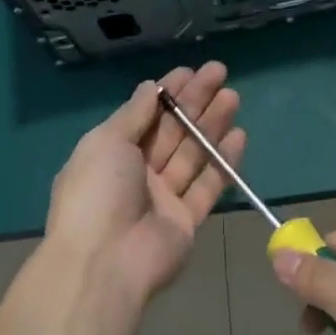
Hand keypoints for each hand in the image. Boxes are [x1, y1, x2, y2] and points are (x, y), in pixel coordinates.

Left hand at [45, 63, 244, 309]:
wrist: (105, 263)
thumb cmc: (97, 193)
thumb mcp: (106, 142)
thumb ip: (134, 114)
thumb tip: (150, 87)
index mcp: (110, 154)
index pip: (145, 115)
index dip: (167, 92)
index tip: (190, 71)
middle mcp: (136, 173)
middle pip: (172, 131)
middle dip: (195, 102)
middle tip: (220, 74)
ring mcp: (162, 198)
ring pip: (192, 154)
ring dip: (211, 125)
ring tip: (233, 97)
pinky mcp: (186, 220)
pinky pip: (207, 186)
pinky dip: (223, 161)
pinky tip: (238, 136)